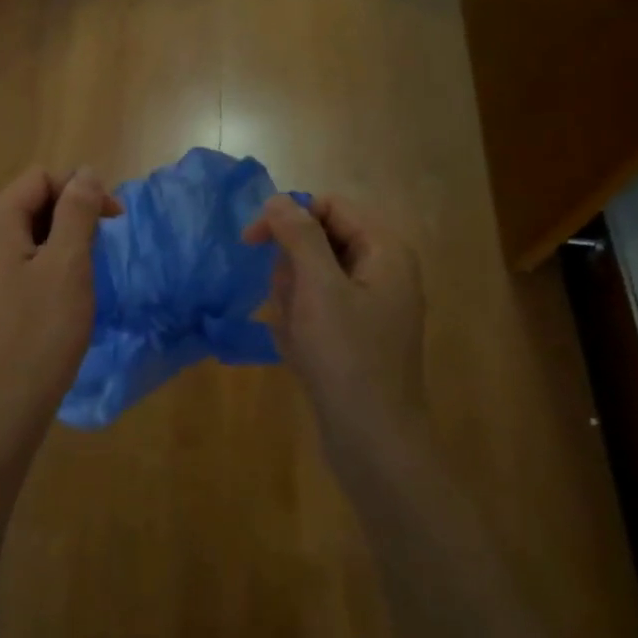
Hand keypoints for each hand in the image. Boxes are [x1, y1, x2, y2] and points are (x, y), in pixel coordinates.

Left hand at [0, 166, 120, 440]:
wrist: (5, 404)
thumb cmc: (41, 330)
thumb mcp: (68, 264)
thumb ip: (77, 212)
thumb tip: (86, 173)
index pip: (40, 178)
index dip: (80, 189)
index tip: (114, 220)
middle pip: (32, 203)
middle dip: (72, 215)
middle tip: (103, 247)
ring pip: (30, 236)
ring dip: (64, 242)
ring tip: (88, 273)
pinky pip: (23, 264)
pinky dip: (50, 267)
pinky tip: (67, 295)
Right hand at [243, 194, 427, 466]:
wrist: (372, 438)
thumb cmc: (346, 356)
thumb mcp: (318, 288)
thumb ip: (299, 236)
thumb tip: (279, 198)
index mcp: (385, 251)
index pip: (329, 206)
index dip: (289, 217)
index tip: (252, 242)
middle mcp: (383, 270)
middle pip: (319, 241)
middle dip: (292, 269)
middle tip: (289, 302)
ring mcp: (371, 305)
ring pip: (312, 277)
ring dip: (292, 299)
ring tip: (297, 333)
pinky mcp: (357, 334)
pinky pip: (317, 309)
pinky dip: (301, 323)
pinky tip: (300, 349)